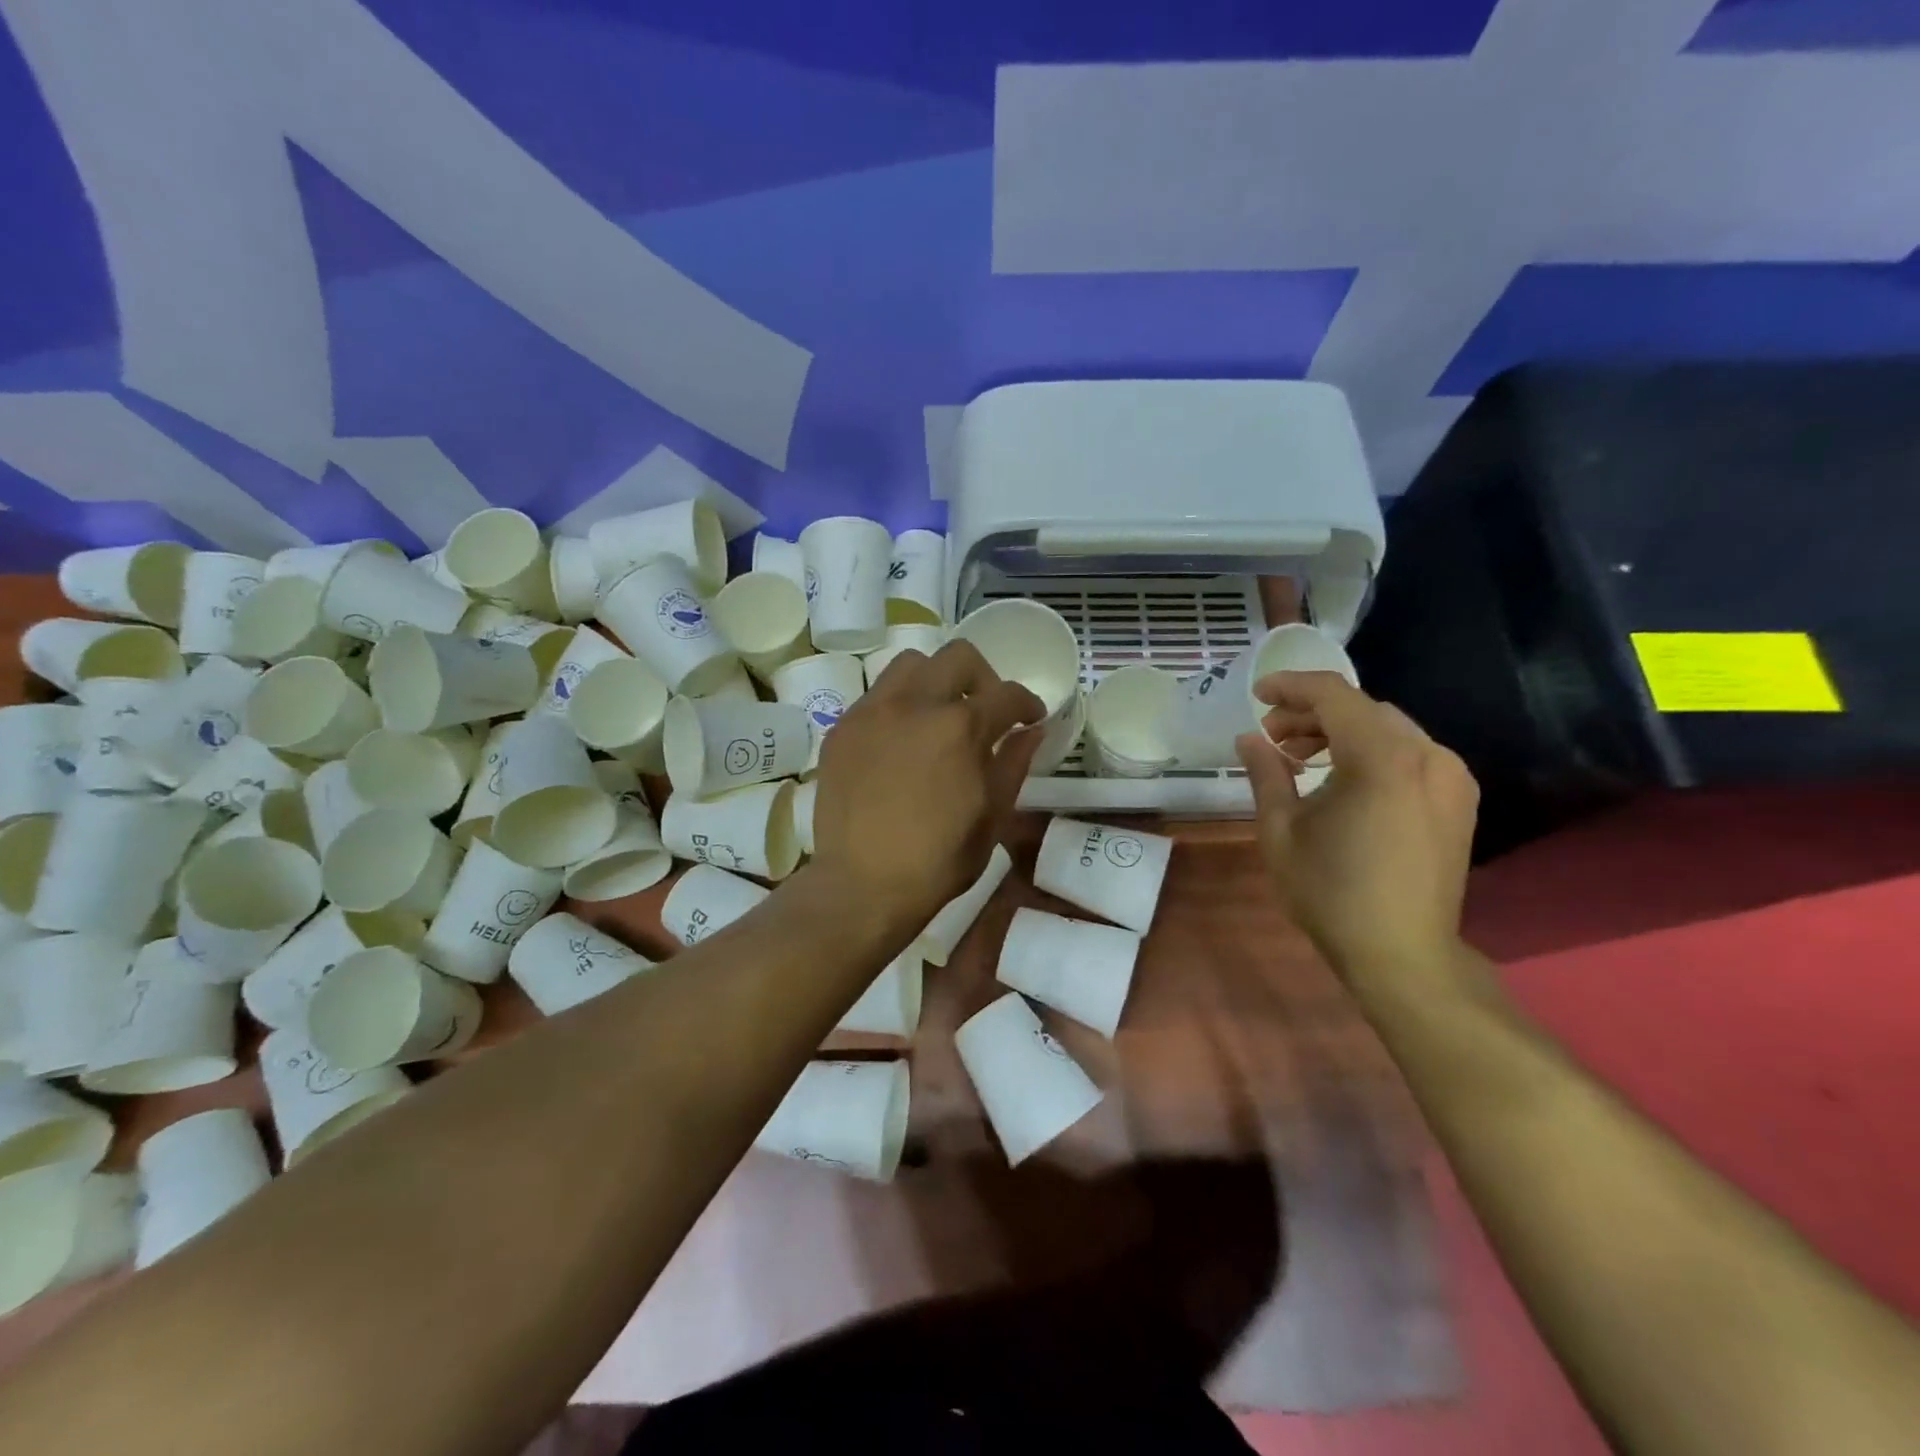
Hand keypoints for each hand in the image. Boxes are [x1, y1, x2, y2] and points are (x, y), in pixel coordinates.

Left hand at [810, 641, 1043, 939]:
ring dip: (935, 680)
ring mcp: (872, 712)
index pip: (1006, 694)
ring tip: (939, 717)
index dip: (1027, 703)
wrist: (862, 885)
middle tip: (986, 711)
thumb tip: (1031, 730)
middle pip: (958, 657)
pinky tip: (902, 740)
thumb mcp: (992, 817)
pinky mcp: (842, 728)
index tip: (1030, 719)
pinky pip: (876, 695)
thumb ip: (1013, 764)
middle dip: (983, 678)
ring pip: (911, 664)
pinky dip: (899, 704)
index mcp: (960, 727)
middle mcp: (914, 704)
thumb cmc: (937, 861)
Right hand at [1235, 671, 1478, 995]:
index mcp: (1382, 759)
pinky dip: (1371, 752)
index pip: (1333, 695)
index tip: (1256, 695)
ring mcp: (1450, 777)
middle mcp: (1426, 755)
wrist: (1402, 954)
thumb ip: (1265, 773)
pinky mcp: (1458, 799)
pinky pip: (1409, 753)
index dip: (1290, 687)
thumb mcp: (1280, 831)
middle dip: (1311, 714)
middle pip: (1362, 709)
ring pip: (1388, 729)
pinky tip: (1343, 780)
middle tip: (1272, 738)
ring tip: (1301, 759)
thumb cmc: (1331, 892)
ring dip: (1341, 732)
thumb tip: (1249, 739)